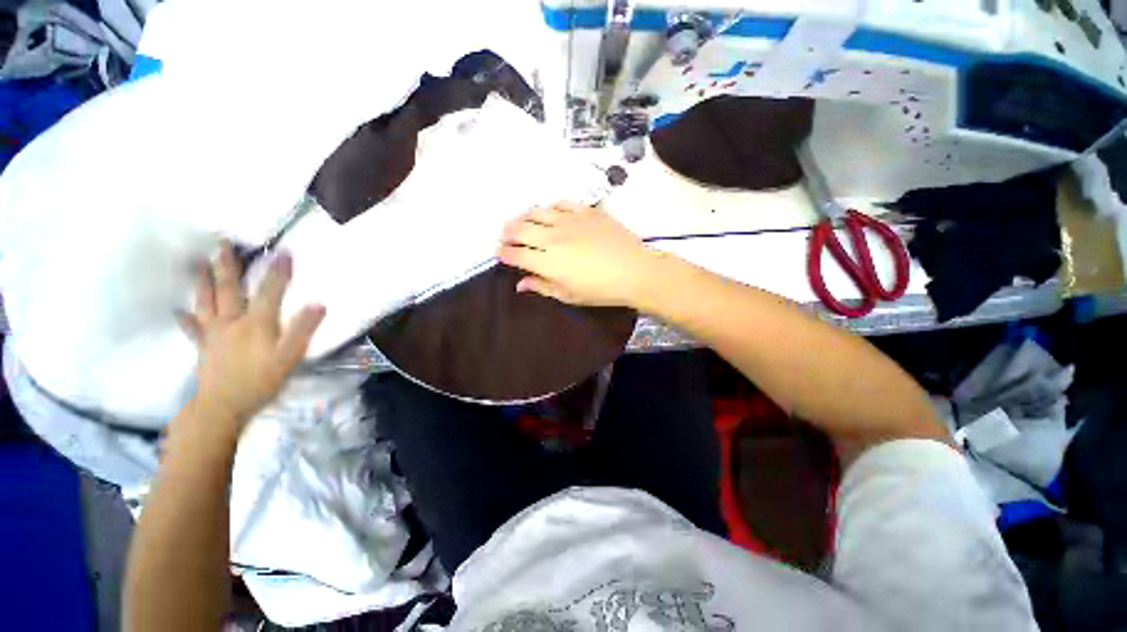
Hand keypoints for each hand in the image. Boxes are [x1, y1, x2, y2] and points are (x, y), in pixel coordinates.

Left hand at [178, 242, 325, 426]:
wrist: (222, 407)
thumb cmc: (260, 381)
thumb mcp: (290, 357)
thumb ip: (303, 330)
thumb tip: (319, 304)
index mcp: (256, 323)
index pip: (269, 291)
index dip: (278, 272)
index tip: (284, 252)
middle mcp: (231, 322)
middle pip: (229, 289)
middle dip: (227, 265)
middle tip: (222, 243)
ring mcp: (213, 333)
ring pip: (206, 301)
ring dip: (202, 280)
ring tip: (199, 263)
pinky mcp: (203, 347)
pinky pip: (193, 328)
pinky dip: (186, 318)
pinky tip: (179, 311)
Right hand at [498, 201, 658, 307]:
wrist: (635, 271)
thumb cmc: (601, 290)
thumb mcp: (569, 295)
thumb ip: (542, 286)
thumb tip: (520, 284)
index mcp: (547, 262)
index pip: (516, 253)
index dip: (503, 253)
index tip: (499, 253)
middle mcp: (553, 237)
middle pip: (520, 228)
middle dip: (507, 232)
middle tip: (505, 236)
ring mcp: (569, 221)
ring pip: (537, 212)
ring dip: (524, 217)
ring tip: (522, 222)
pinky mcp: (586, 211)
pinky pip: (561, 203)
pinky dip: (551, 207)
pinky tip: (550, 213)